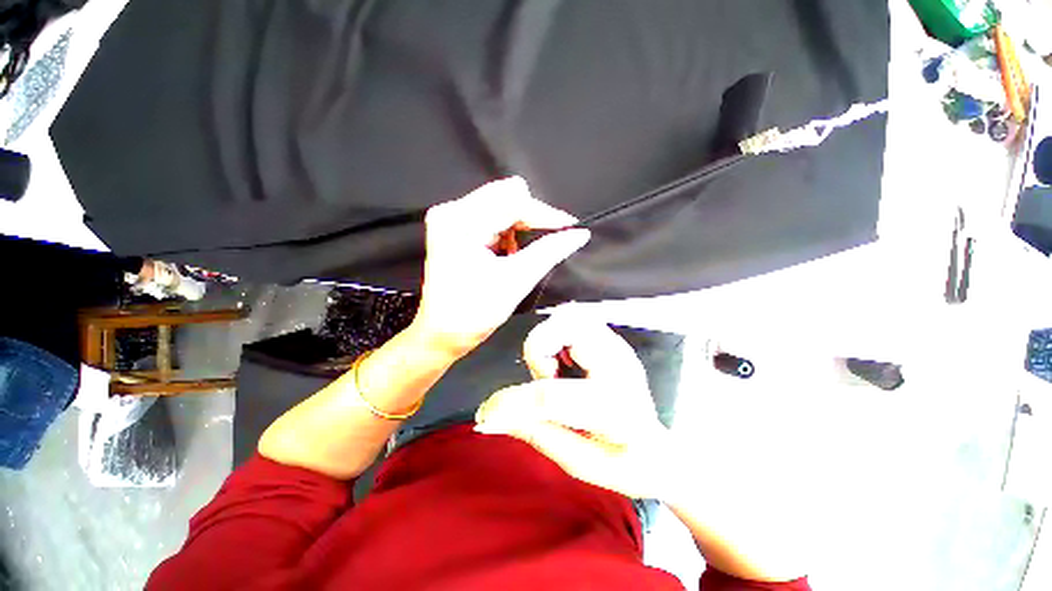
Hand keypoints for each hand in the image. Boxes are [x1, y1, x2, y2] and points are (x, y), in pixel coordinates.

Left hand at [412, 177, 590, 356]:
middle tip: (545, 243)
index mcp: (462, 222)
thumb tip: (579, 233)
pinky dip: (506, 231)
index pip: (514, 201)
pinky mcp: (452, 226)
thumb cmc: (475, 312)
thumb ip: (550, 251)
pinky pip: (490, 215)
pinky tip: (505, 253)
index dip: (545, 214)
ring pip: (500, 204)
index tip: (570, 227)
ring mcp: (450, 217)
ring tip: (515, 256)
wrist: (443, 333)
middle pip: (506, 196)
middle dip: (531, 219)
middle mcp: (451, 211)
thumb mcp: (517, 280)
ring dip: (518, 227)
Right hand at [474, 315, 671, 498]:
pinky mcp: (613, 341)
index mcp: (616, 410)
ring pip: (570, 317)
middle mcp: (620, 367)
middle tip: (546, 379)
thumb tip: (492, 416)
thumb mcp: (579, 463)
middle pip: (568, 329)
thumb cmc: (624, 464)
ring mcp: (618, 348)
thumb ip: (536, 433)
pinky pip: (575, 320)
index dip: (513, 402)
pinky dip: (558, 336)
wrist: (659, 449)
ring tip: (556, 372)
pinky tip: (565, 362)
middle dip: (539, 350)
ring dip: (548, 341)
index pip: (553, 396)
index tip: (488, 416)